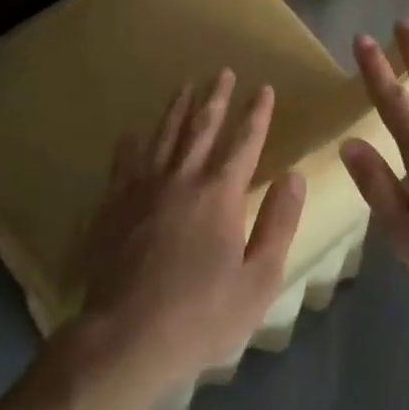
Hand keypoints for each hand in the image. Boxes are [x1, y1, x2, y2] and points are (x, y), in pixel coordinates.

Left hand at [73, 71, 306, 404]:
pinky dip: (132, 143)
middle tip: (223, 72)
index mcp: (221, 195)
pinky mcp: (115, 205)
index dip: (257, 114)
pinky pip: (125, 162)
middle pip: (202, 127)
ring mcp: (144, 188)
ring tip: (186, 86)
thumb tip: (294, 176)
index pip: (245, 142)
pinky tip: (132, 131)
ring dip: (178, 108)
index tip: (264, 88)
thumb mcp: (259, 279)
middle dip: (217, 98)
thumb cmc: (202, 315)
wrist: (126, 337)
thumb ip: (279, 223)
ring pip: (164, 135)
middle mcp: (183, 179)